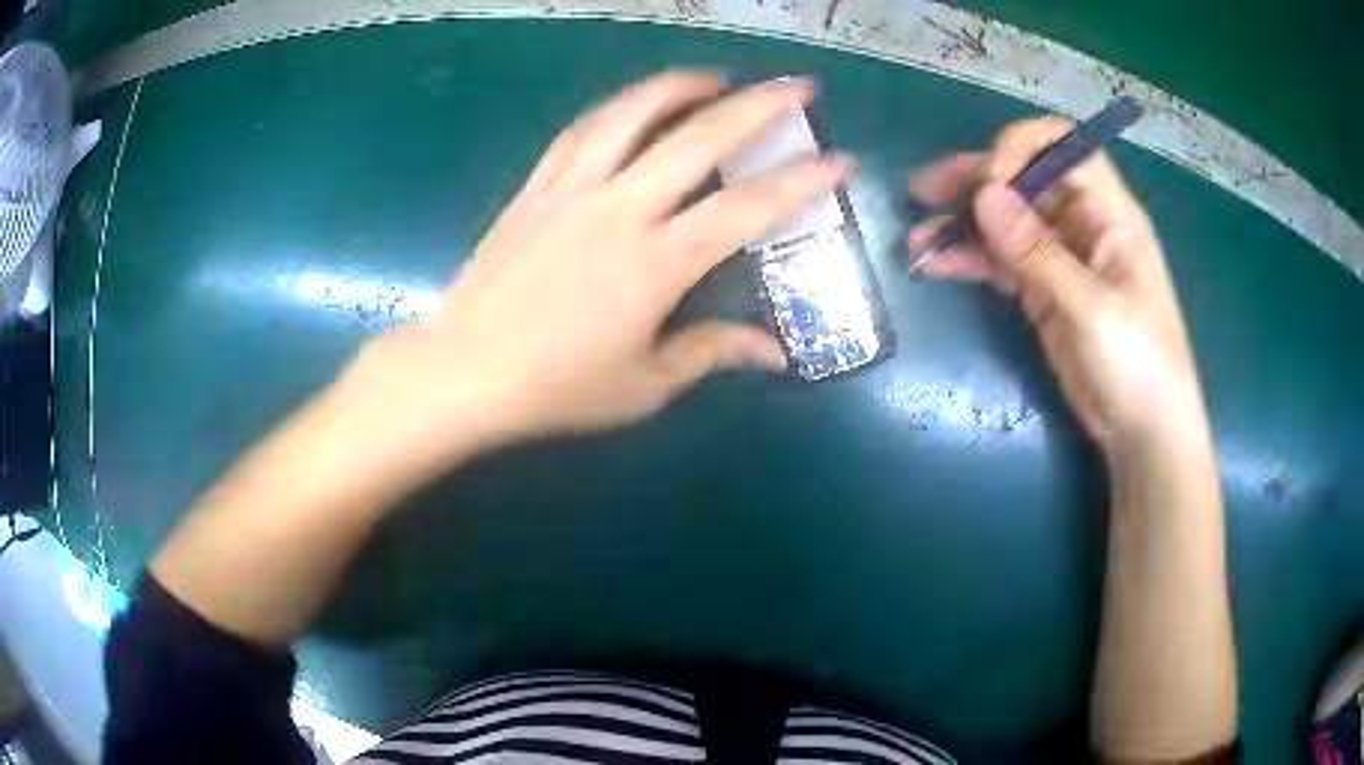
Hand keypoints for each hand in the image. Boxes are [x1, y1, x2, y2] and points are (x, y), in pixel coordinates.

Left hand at [346, 71, 851, 459]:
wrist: (461, 372)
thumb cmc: (556, 388)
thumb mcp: (644, 384)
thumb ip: (712, 354)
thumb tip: (774, 352)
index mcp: (656, 263)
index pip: (747, 210)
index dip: (802, 184)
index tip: (841, 161)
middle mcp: (620, 209)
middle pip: (698, 139)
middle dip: (758, 106)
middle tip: (797, 86)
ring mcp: (572, 190)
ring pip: (632, 115)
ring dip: (680, 87)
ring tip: (714, 76)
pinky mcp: (536, 188)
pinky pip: (582, 132)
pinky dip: (617, 109)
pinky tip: (634, 104)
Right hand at [908, 117, 1208, 455]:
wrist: (1143, 435)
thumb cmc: (1138, 367)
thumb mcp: (1091, 310)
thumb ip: (1038, 253)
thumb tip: (984, 195)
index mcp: (1109, 214)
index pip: (1065, 149)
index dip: (1023, 149)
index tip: (989, 182)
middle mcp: (1082, 225)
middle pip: (1025, 180)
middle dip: (976, 180)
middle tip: (924, 191)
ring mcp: (1060, 259)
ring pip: (1006, 221)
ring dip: (962, 224)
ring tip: (917, 238)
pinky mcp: (1042, 293)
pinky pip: (1001, 262)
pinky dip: (969, 260)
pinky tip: (935, 265)